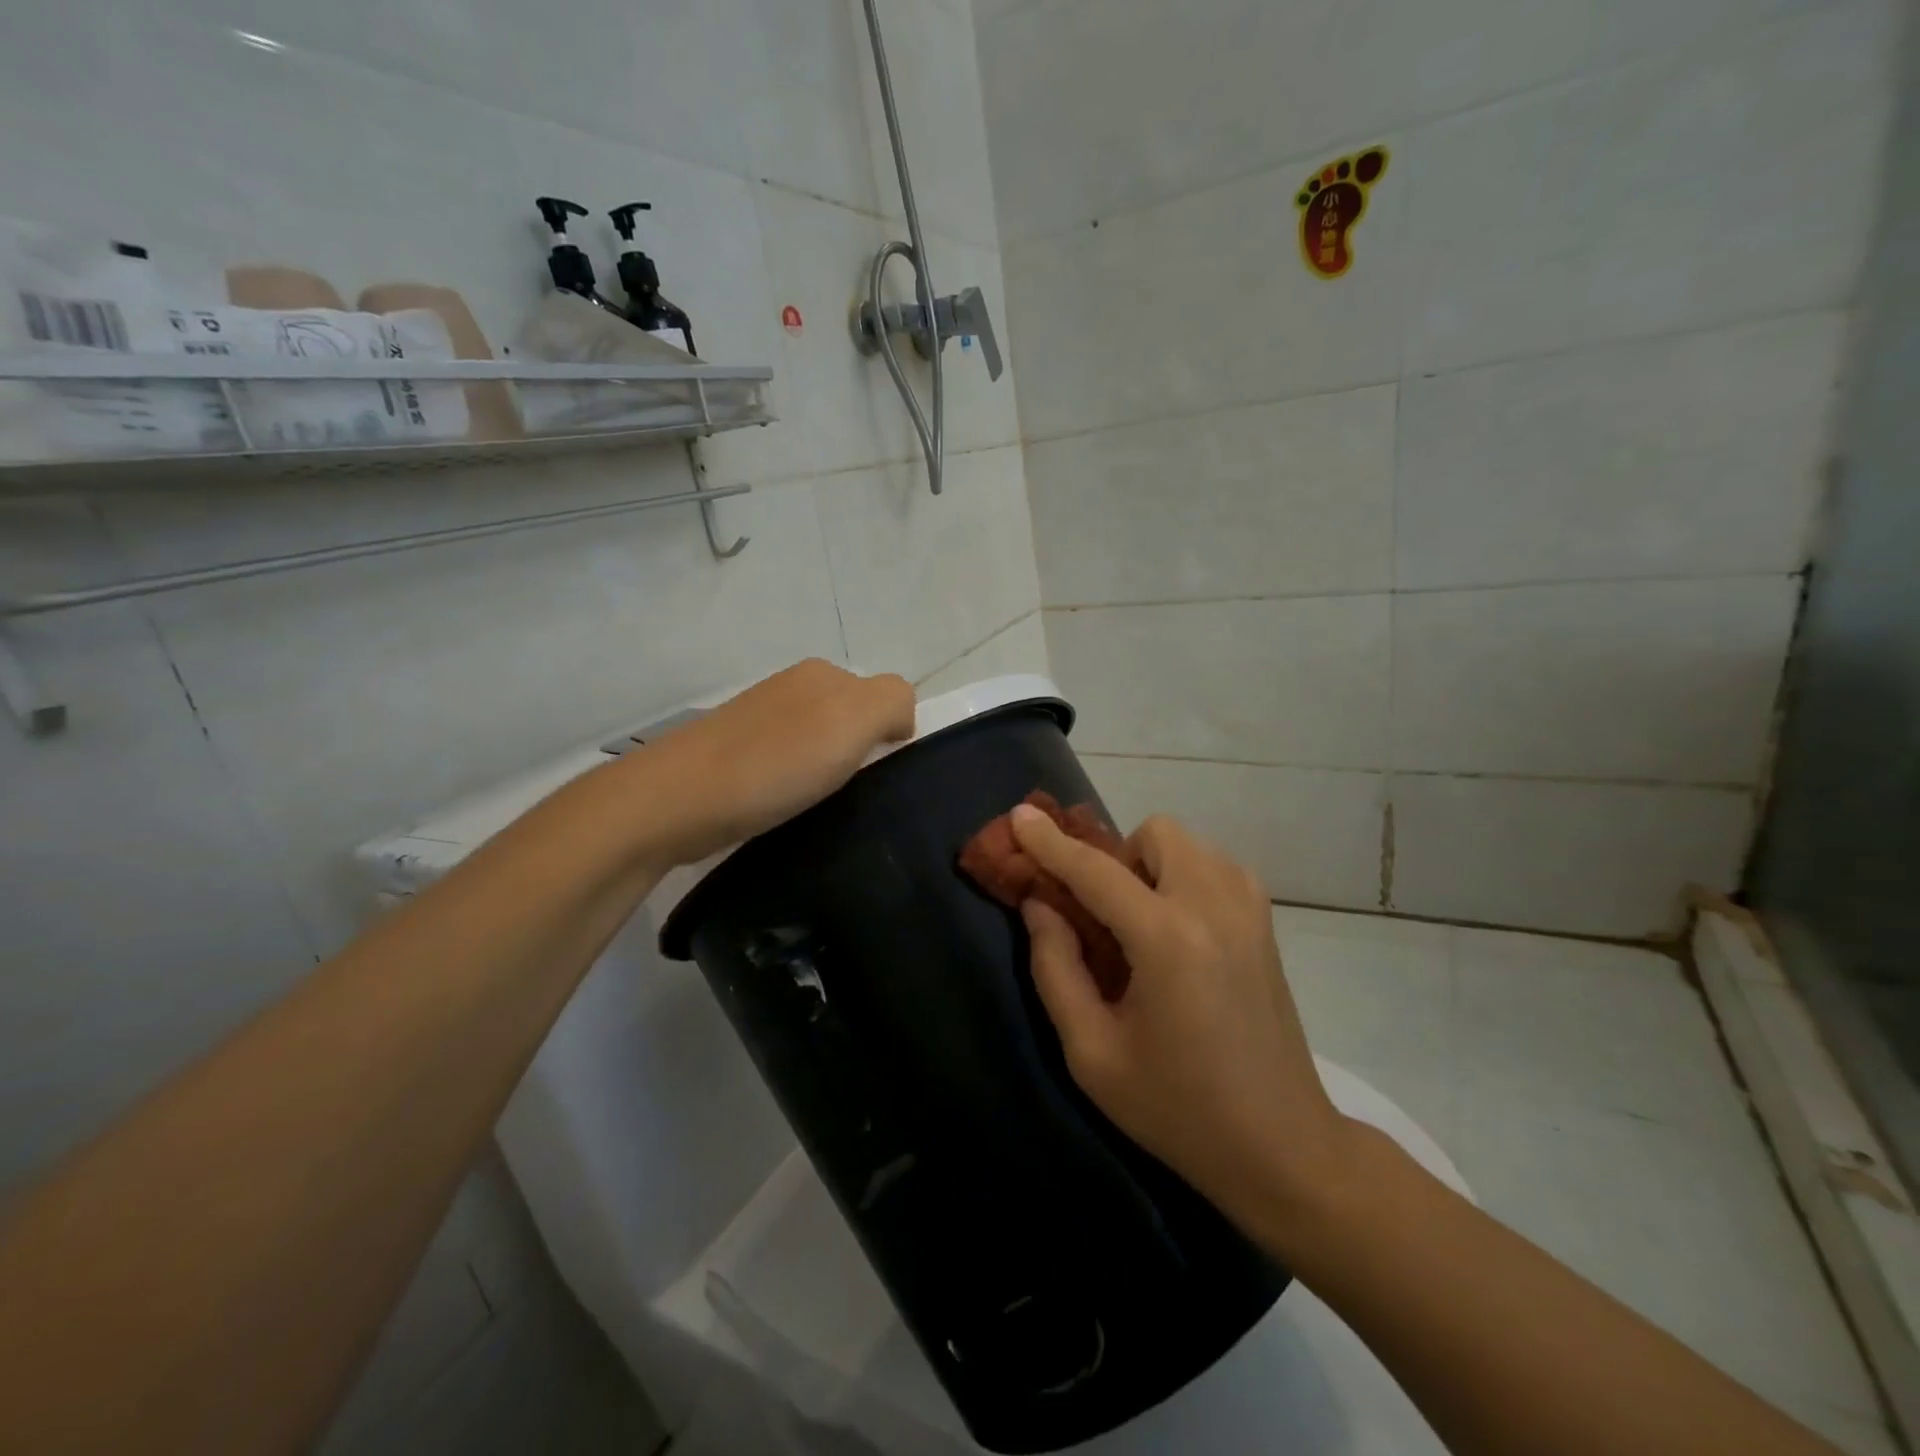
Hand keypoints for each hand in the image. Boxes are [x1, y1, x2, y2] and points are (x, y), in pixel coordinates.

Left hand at [646, 660, 914, 865]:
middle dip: (860, 754)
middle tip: (853, 793)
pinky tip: (788, 807)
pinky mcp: (735, 755)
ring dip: (827, 773)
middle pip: (851, 720)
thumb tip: (898, 720)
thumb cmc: (776, 762)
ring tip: (819, 806)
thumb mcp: (853, 718)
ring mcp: (759, 721)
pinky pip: (788, 765)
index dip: (891, 736)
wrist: (678, 800)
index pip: (884, 697)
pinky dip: (797, 786)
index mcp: (822, 674)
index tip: (879, 776)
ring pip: (819, 743)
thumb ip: (892, 701)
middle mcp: (791, 688)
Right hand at [1011, 806, 1347, 1222]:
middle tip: (1104, 912)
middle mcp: (1214, 907)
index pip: (1095, 871)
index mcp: (1168, 940)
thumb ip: (1056, 969)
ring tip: (1141, 924)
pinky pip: (1216, 866)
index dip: (1050, 842)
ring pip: (1189, 844)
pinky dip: (1185, 877)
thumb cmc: (1177, 1109)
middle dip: (1117, 856)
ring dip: (1152, 866)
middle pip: (1155, 834)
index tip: (1019, 816)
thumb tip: (1039, 906)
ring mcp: (1250, 911)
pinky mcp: (1266, 925)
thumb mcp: (1092, 1053)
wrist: (1282, 1146)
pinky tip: (1178, 932)